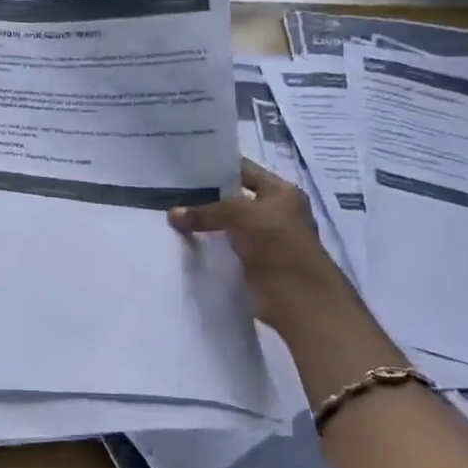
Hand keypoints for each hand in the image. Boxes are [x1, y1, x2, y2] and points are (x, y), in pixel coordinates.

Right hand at [169, 158, 354, 333]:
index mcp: (281, 192)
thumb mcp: (243, 216)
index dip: (215, 167)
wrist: (300, 300)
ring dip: (202, 223)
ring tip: (167, 214)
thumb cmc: (280, 247)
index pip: (243, 170)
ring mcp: (261, 238)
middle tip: (167, 191)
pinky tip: (180, 240)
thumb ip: (207, 212)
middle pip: (231, 197)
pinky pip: (222, 247)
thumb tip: (172, 214)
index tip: (181, 167)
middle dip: (203, 196)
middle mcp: (272, 211)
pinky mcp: (250, 262)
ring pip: (224, 224)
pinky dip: (205, 245)